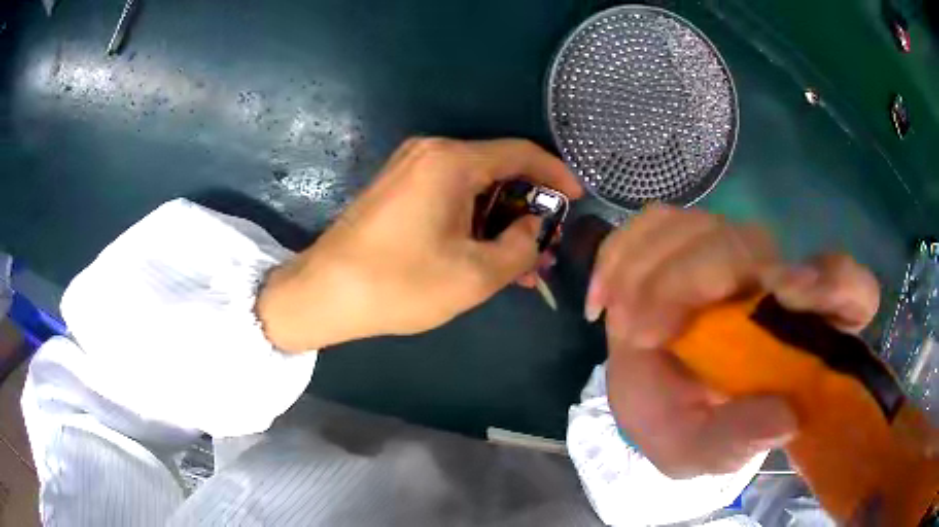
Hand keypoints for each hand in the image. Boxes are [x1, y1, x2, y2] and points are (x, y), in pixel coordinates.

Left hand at [257, 138, 581, 351]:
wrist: (323, 294)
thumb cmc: (399, 284)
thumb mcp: (475, 274)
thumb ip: (521, 247)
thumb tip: (534, 228)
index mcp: (452, 161)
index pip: (522, 153)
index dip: (556, 174)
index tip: (577, 199)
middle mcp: (431, 152)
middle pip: (498, 169)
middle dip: (528, 207)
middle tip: (546, 246)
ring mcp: (410, 167)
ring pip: (474, 186)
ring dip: (501, 220)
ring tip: (521, 261)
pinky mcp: (397, 188)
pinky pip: (450, 194)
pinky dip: (473, 219)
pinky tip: (486, 252)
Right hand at [587, 205, 878, 477]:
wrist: (654, 401)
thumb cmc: (687, 426)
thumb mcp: (703, 453)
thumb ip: (736, 443)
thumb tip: (783, 416)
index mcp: (800, 336)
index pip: (851, 290)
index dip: (832, 282)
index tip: (785, 294)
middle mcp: (774, 283)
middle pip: (752, 242)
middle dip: (692, 277)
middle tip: (644, 331)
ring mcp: (730, 257)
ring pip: (701, 226)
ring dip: (652, 270)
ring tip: (626, 326)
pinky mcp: (686, 244)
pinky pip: (657, 222)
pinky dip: (624, 252)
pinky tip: (608, 299)